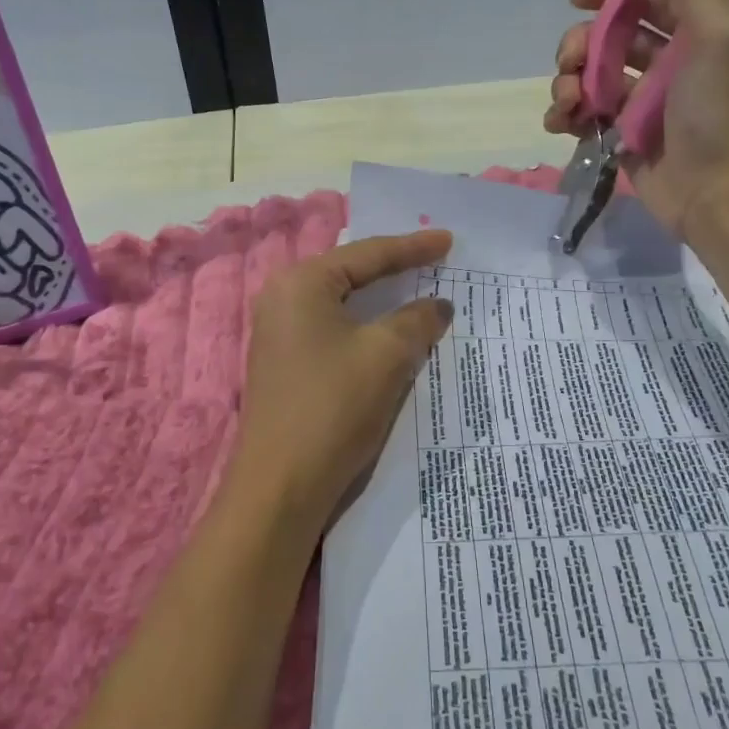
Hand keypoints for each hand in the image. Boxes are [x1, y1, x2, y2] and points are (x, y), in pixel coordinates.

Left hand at [229, 229, 454, 536]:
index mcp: (301, 283)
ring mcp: (279, 333)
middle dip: (395, 269)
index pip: (367, 255)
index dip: (412, 247)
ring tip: (418, 289)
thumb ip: (416, 320)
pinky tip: (389, 331)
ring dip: (382, 301)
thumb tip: (438, 305)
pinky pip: (333, 330)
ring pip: (342, 305)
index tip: (449, 241)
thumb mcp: (386, 356)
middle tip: (435, 260)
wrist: (280, 487)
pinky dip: (365, 326)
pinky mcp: (285, 364)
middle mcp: (282, 298)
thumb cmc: (333, 407)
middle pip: (350, 274)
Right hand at [542, 0, 728, 237]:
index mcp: (691, 34)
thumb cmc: (715, 112)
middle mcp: (663, 63)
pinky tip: (560, 123)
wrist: (713, 191)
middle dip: (579, 43)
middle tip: (570, 63)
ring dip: (565, 81)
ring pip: (587, 75)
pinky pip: (582, 114)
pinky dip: (563, 114)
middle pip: (607, 36)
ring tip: (567, 103)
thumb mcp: (720, 33)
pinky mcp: (618, 135)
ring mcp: (638, 101)